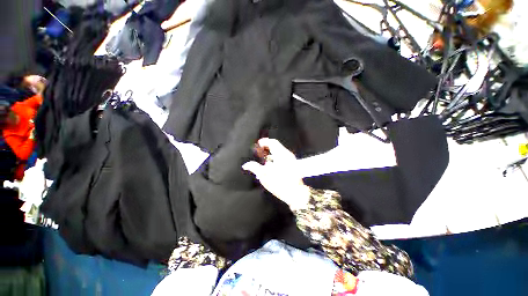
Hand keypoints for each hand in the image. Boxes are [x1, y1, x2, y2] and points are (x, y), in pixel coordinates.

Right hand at [242, 138, 310, 210]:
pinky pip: (282, 157)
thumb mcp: (265, 175)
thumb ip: (254, 168)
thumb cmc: (280, 183)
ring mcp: (291, 160)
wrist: (295, 193)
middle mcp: (287, 155)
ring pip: (279, 152)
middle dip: (267, 148)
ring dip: (271, 154)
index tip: (259, 144)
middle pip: (276, 147)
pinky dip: (276, 158)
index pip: (273, 142)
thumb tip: (246, 165)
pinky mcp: (293, 165)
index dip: (265, 141)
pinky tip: (271, 166)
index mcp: (280, 154)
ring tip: (264, 160)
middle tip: (260, 152)